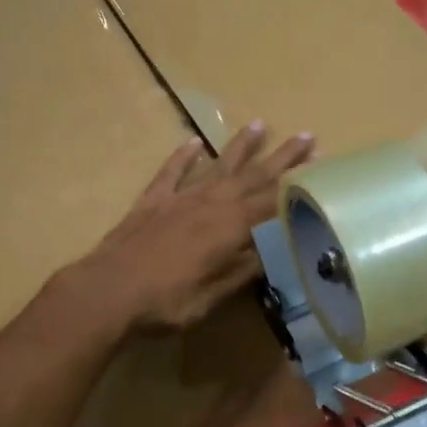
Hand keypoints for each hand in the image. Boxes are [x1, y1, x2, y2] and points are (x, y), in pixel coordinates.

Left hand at [75, 122, 315, 333]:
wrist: (107, 292)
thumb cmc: (167, 301)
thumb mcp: (215, 295)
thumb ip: (244, 270)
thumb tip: (274, 250)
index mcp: (230, 227)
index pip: (273, 201)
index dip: (297, 186)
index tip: (319, 167)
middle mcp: (210, 203)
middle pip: (252, 176)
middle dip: (281, 158)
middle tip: (305, 136)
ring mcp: (179, 199)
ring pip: (216, 166)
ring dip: (240, 147)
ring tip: (259, 125)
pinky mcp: (151, 202)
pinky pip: (171, 172)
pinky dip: (183, 157)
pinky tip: (192, 142)